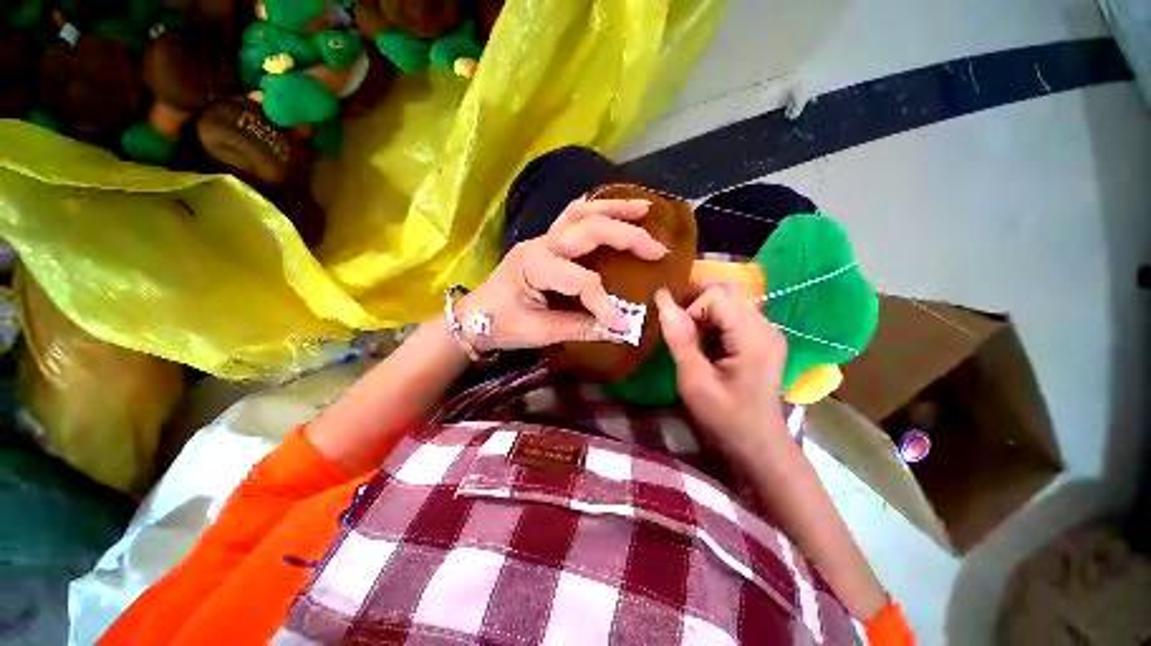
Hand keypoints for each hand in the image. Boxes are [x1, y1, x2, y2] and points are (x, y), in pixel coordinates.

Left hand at [459, 196, 666, 350]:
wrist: (475, 315)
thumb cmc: (501, 324)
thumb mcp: (539, 332)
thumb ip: (580, 329)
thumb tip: (620, 330)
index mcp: (535, 266)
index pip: (582, 280)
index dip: (605, 302)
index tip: (623, 324)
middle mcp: (541, 244)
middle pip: (589, 229)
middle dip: (626, 237)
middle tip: (657, 249)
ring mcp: (543, 239)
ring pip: (581, 213)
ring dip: (615, 209)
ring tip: (645, 210)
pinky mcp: (546, 242)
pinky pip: (573, 217)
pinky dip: (597, 210)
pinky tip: (614, 211)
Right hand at [654, 285, 788, 458]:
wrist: (759, 446)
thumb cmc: (725, 419)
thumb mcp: (695, 382)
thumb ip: (680, 340)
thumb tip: (663, 301)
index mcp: (753, 337)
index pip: (717, 296)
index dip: (691, 309)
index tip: (682, 338)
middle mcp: (766, 327)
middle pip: (727, 290)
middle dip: (695, 301)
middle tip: (677, 325)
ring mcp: (767, 332)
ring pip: (729, 300)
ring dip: (703, 312)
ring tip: (691, 338)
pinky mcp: (761, 339)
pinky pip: (733, 314)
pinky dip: (712, 321)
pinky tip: (706, 343)